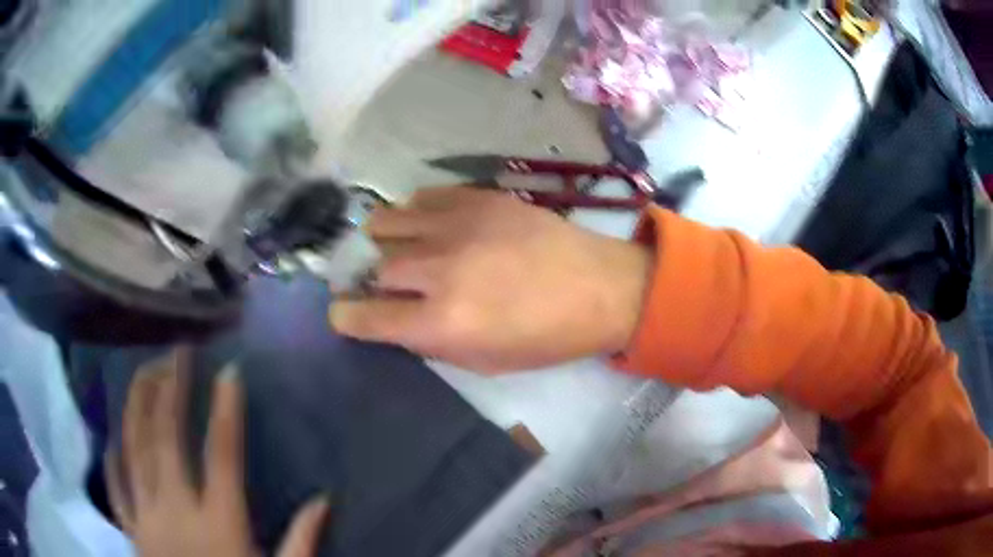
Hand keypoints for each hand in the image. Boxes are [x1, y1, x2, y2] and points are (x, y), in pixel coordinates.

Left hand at [105, 349, 329, 556]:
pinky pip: (116, 485)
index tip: (230, 373)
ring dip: (137, 406)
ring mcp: (146, 518)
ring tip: (143, 371)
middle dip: (170, 389)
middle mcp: (176, 512)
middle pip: (166, 438)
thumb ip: (302, 542)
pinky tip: (113, 435)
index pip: (222, 456)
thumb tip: (324, 499)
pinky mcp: (132, 531)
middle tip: (176, 352)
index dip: (226, 411)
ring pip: (133, 449)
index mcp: (220, 525)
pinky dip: (112, 456)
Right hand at [330, 186, 652, 372]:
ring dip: (385, 241)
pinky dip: (415, 214)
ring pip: (387, 223)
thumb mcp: (485, 362)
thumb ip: (433, 342)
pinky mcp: (476, 198)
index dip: (347, 316)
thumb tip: (399, 321)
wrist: (600, 287)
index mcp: (442, 322)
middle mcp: (439, 270)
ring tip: (401, 249)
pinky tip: (431, 226)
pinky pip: (421, 198)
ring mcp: (456, 226)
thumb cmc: (547, 337)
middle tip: (390, 286)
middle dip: (376, 282)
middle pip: (377, 268)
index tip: (344, 313)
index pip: (367, 316)